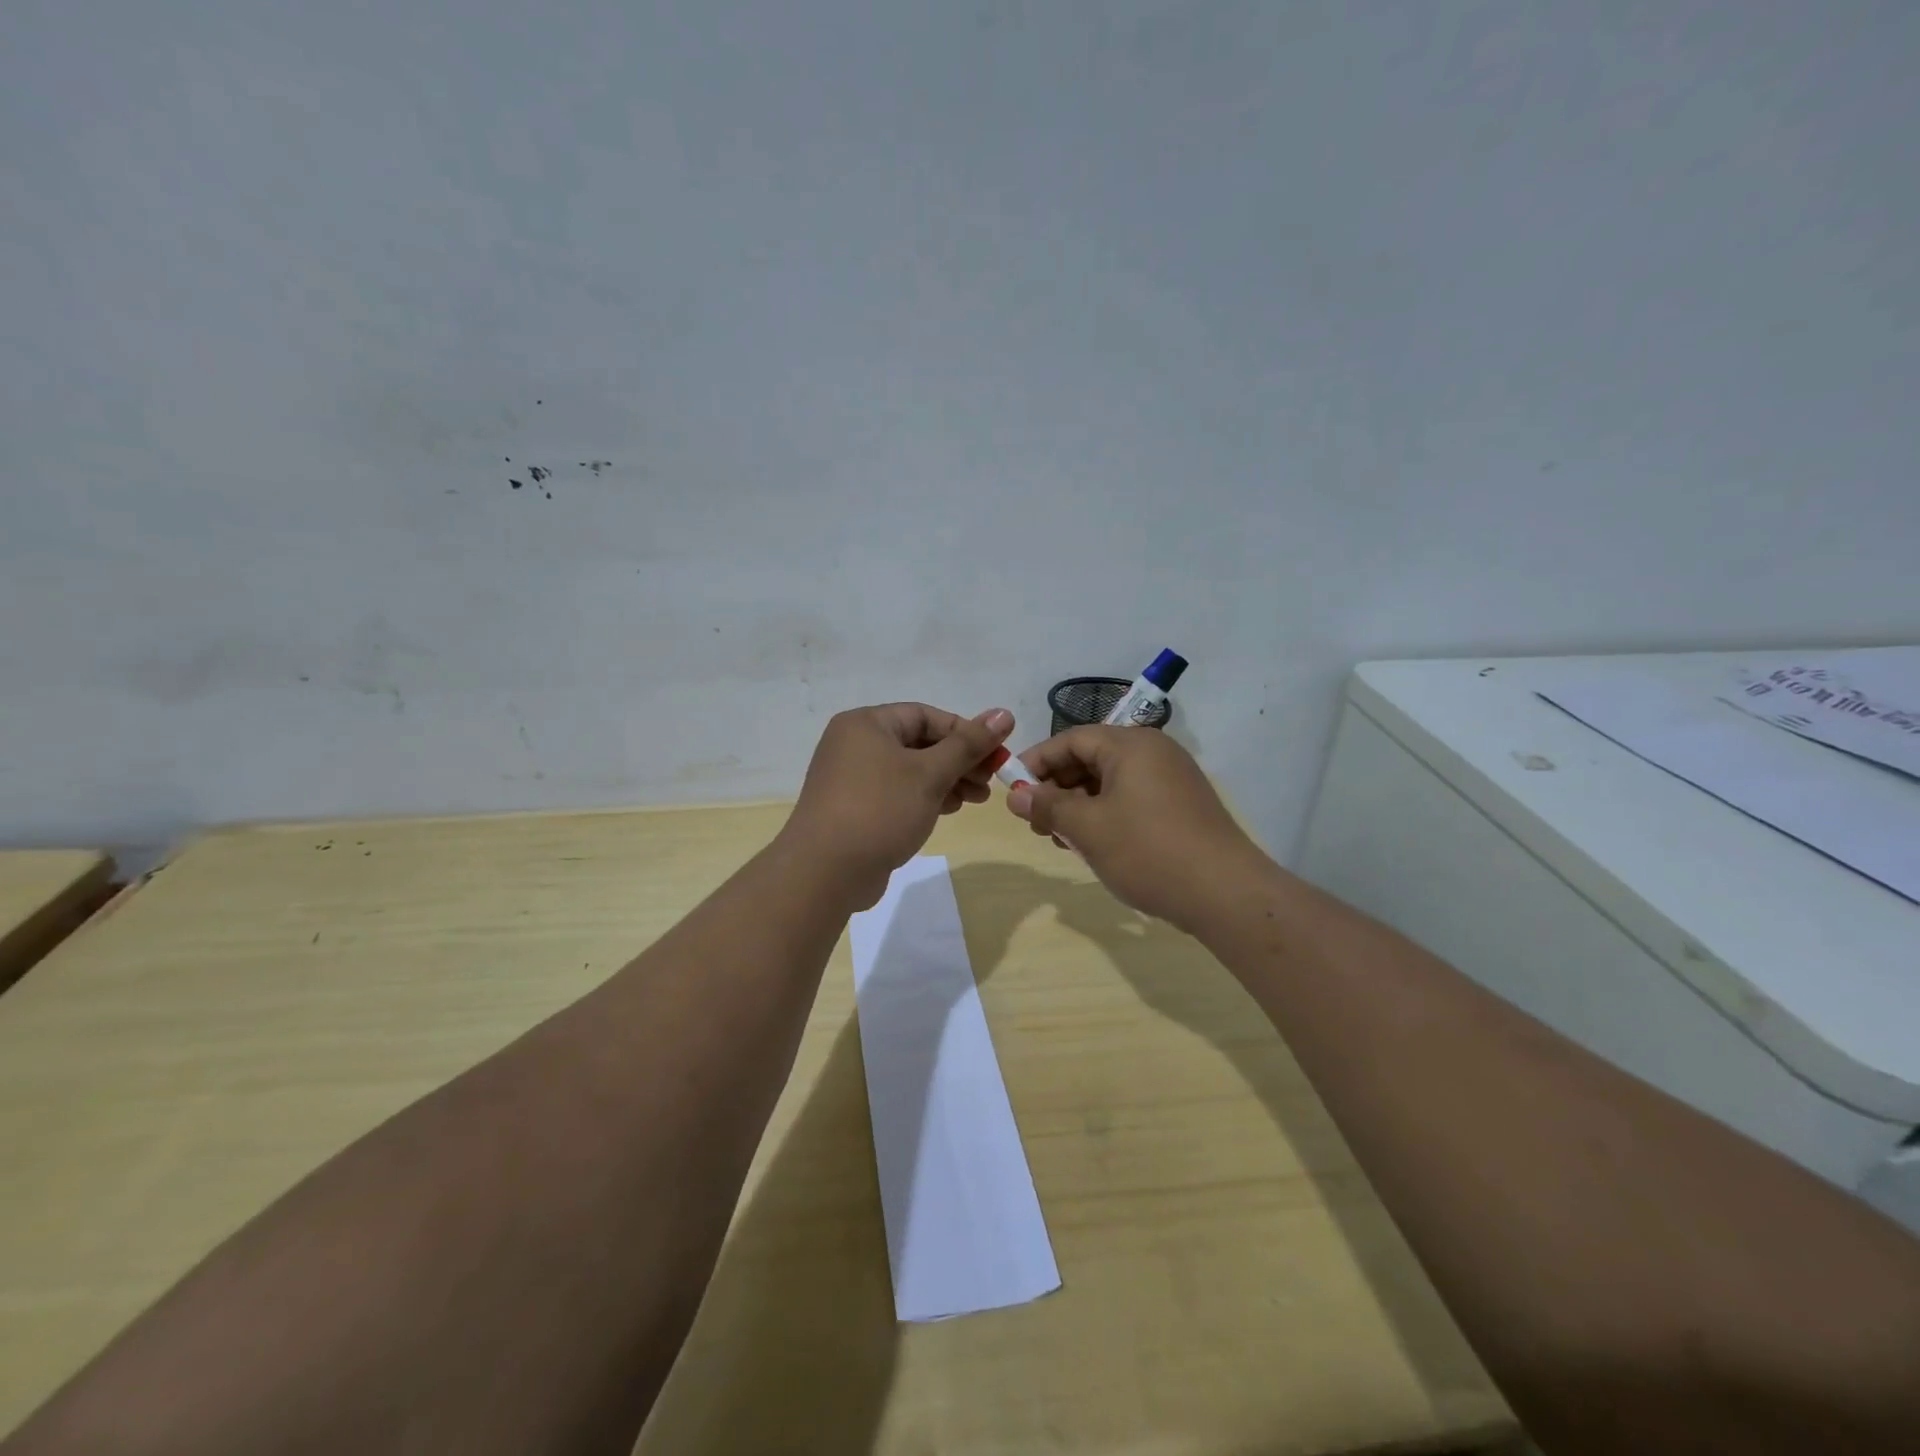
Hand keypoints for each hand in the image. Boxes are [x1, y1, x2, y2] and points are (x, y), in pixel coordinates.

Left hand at [779, 703, 1014, 909]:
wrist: (825, 872)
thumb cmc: (880, 810)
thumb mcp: (930, 774)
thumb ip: (968, 744)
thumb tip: (1004, 713)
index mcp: (866, 724)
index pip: (926, 715)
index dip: (965, 732)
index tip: (996, 754)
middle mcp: (855, 744)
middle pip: (919, 742)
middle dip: (959, 760)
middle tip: (991, 780)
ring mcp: (852, 778)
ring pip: (911, 770)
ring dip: (947, 780)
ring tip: (977, 799)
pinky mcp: (855, 808)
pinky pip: (898, 792)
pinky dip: (925, 797)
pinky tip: (950, 810)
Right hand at [1004, 727, 1267, 929]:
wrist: (1226, 893)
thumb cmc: (1148, 851)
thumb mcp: (1087, 829)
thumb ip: (1047, 806)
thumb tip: (1015, 794)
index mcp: (1130, 745)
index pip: (1071, 740)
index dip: (1036, 761)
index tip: (1011, 789)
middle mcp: (1153, 752)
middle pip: (1090, 757)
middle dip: (1056, 787)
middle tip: (1034, 821)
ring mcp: (1171, 778)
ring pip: (1110, 781)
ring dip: (1078, 805)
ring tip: (1059, 838)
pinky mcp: (1181, 805)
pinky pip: (1130, 798)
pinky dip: (1104, 814)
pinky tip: (1093, 844)